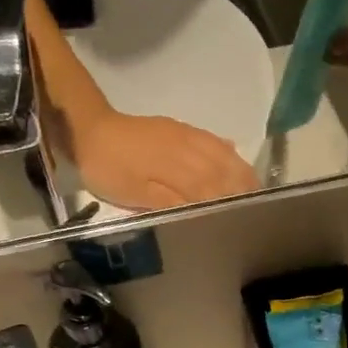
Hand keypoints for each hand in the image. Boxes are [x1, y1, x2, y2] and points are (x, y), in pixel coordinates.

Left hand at [66, 109, 257, 210]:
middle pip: (226, 170)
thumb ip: (171, 202)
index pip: (216, 189)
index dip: (232, 204)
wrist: (90, 129)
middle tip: (257, 207)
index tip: (247, 219)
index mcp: (180, 168)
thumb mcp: (135, 194)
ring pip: (223, 154)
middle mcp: (190, 149)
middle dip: (243, 188)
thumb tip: (205, 210)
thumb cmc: (109, 169)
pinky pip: (212, 140)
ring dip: (240, 171)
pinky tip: (234, 157)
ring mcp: (186, 136)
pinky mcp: (179, 128)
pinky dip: (227, 152)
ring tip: (252, 188)